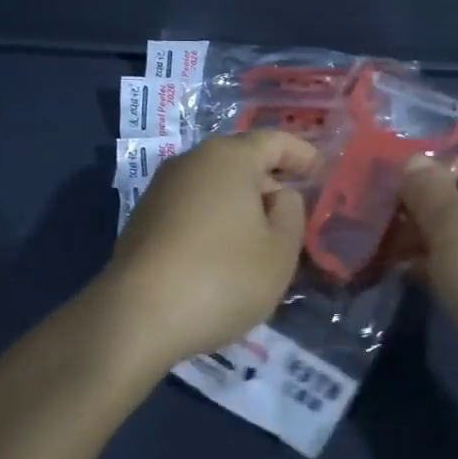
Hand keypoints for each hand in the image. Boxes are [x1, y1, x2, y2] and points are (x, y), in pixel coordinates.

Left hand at [100, 130, 316, 369]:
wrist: (136, 317)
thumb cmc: (222, 277)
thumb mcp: (280, 251)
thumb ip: (290, 213)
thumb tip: (277, 196)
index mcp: (230, 157)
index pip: (275, 141)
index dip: (302, 154)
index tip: (321, 171)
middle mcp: (192, 161)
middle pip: (240, 160)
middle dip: (269, 180)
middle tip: (292, 211)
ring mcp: (161, 188)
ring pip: (213, 184)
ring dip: (239, 203)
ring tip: (259, 237)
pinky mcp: (142, 218)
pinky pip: (191, 207)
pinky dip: (214, 219)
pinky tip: (222, 254)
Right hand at [399, 153, 457, 391]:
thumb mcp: (456, 228)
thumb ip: (430, 191)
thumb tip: (414, 160)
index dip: (455, 163)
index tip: (415, 179)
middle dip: (432, 206)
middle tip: (390, 214)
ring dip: (431, 241)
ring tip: (388, 245)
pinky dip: (441, 274)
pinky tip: (407, 278)